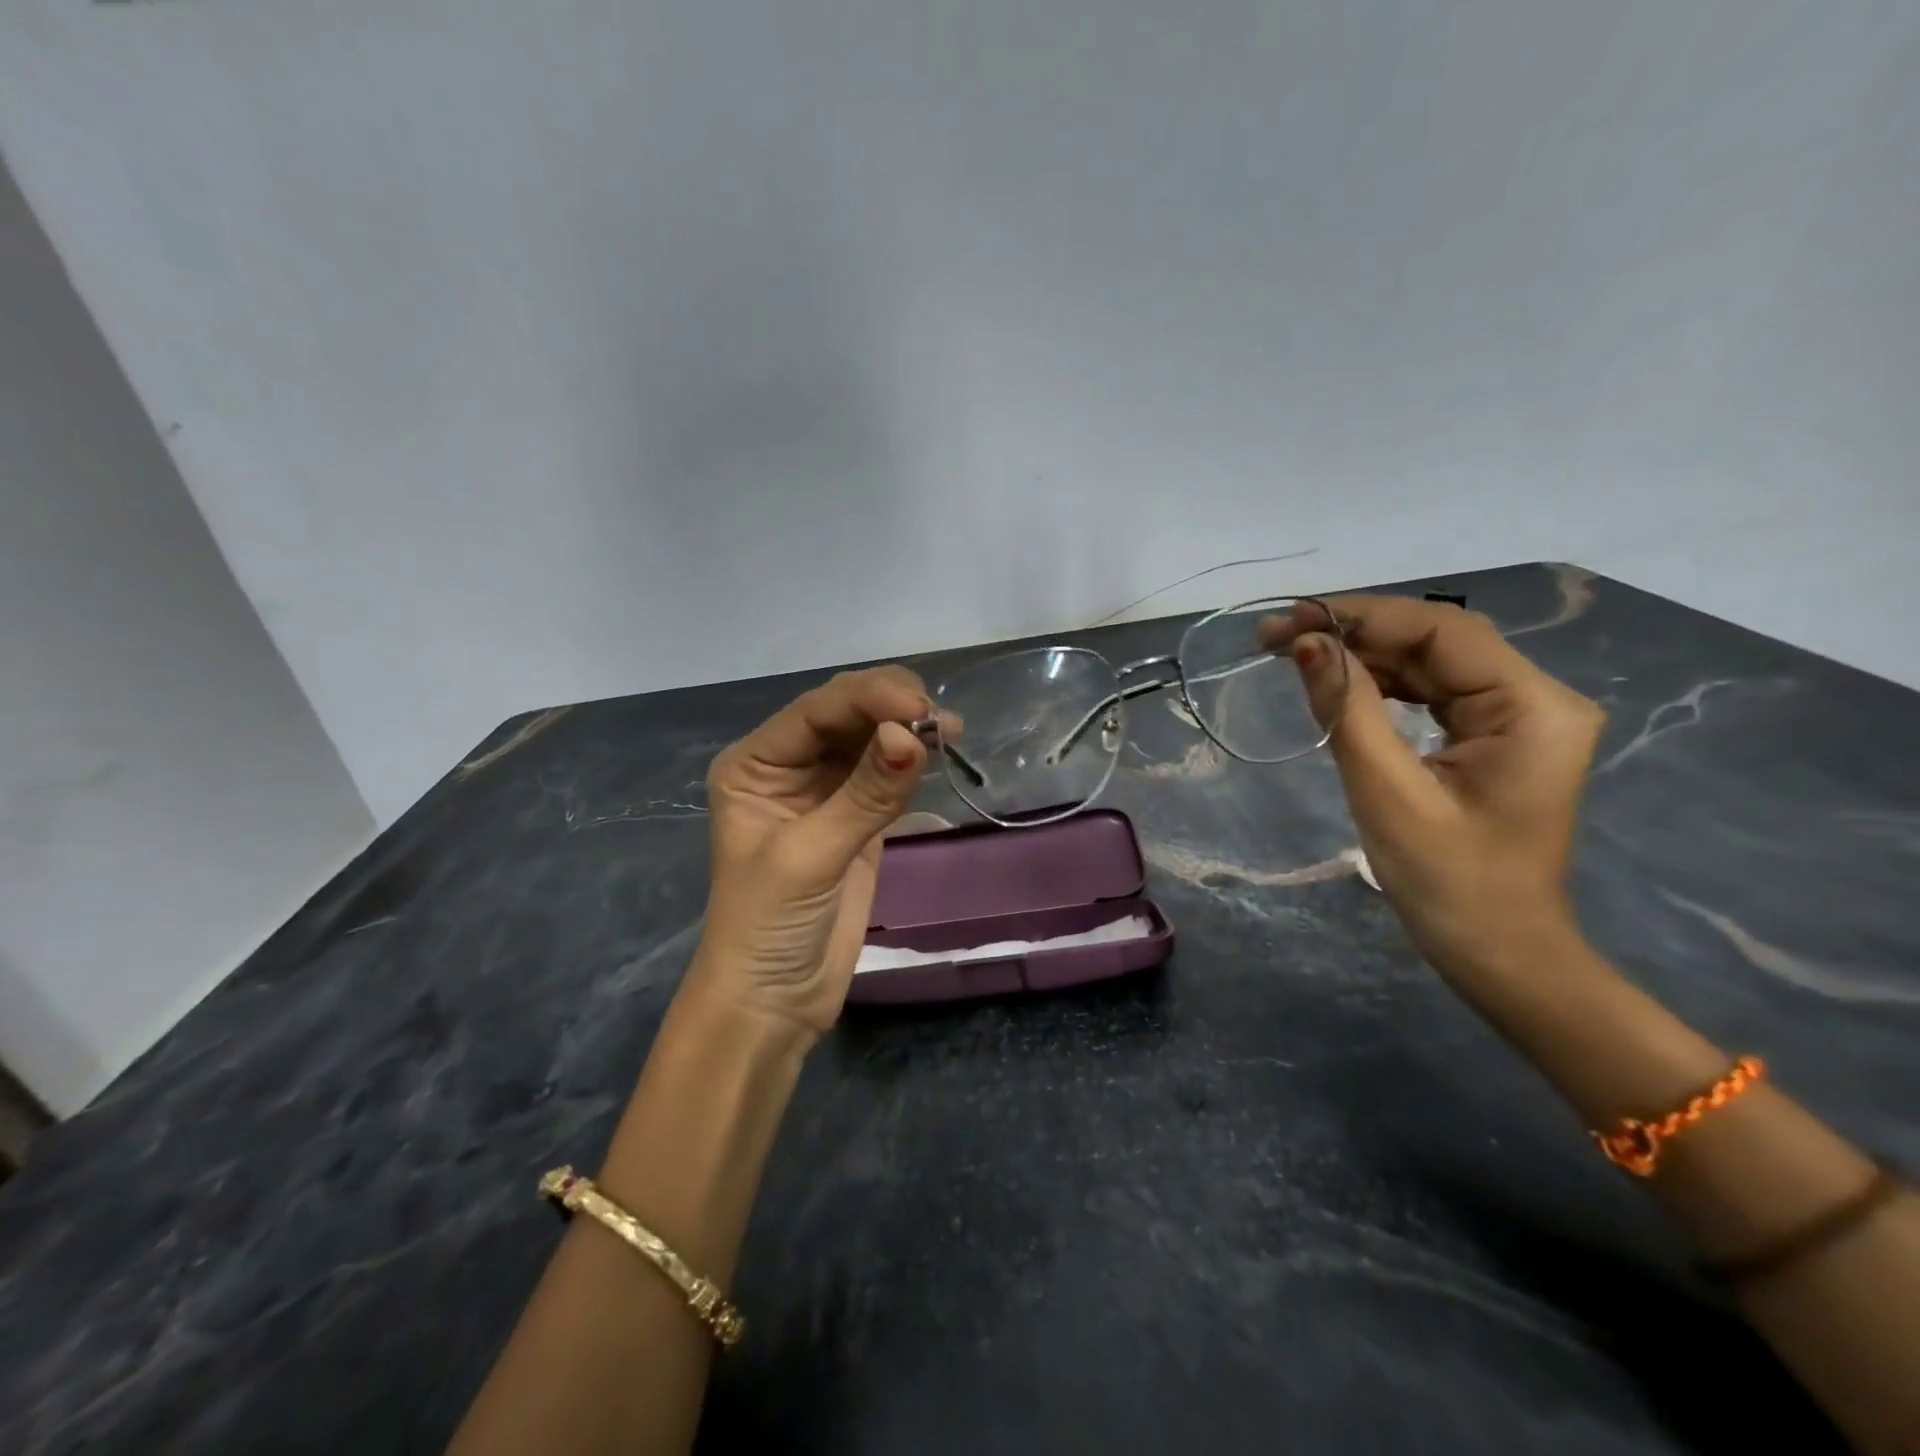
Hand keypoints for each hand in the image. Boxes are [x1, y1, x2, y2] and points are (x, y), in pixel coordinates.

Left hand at [688, 667, 929, 1038]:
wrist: (773, 1001)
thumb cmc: (768, 926)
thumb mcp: (809, 856)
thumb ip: (864, 795)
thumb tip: (914, 735)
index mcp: (755, 763)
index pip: (815, 711)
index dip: (869, 698)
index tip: (921, 707)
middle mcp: (788, 765)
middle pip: (845, 714)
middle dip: (891, 707)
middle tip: (942, 719)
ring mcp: (826, 789)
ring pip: (871, 738)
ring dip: (909, 728)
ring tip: (952, 730)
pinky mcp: (858, 817)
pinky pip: (888, 774)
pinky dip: (913, 761)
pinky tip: (939, 752)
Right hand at [1266, 597, 1605, 976]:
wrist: (1500, 955)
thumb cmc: (1450, 884)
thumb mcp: (1388, 794)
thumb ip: (1347, 711)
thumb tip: (1306, 644)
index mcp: (1532, 708)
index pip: (1441, 630)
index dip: (1361, 617)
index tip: (1289, 623)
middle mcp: (1535, 698)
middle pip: (1435, 641)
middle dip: (1353, 634)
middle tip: (1275, 638)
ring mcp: (1516, 717)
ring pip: (1428, 664)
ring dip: (1360, 657)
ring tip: (1292, 655)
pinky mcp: (1492, 737)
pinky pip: (1430, 694)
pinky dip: (1379, 686)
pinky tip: (1335, 684)